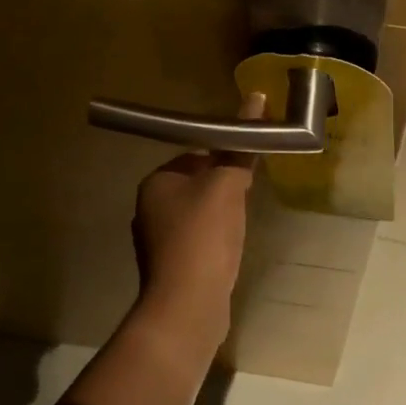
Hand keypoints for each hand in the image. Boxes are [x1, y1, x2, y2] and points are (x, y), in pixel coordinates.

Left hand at [130, 92, 263, 358]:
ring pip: (200, 213)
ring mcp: (157, 241)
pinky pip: (198, 240)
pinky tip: (230, 250)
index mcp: (156, 181)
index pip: (196, 154)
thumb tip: (255, 96)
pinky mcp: (170, 268)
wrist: (187, 308)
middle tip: (247, 198)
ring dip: (222, 215)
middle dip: (225, 188)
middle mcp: (149, 207)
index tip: (247, 170)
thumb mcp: (228, 184)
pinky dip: (216, 240)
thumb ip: (241, 145)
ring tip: (240, 226)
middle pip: (198, 183)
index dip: (224, 158)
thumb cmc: (204, 236)